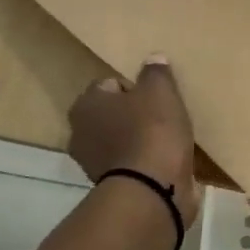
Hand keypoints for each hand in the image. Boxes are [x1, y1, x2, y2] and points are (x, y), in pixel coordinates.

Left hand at [68, 57, 201, 226]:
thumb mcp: (160, 91)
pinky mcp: (113, 187)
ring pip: (122, 141)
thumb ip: (155, 72)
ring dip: (141, 141)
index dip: (135, 88)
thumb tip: (153, 59)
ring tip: (169, 142)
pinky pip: (132, 165)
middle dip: (135, 115)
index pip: (110, 85)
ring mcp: (94, 164)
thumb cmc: (152, 132)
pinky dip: (145, 163)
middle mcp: (81, 133)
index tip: (156, 97)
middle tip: (164, 118)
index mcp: (86, 104)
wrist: (153, 190)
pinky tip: (166, 163)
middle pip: (114, 115)